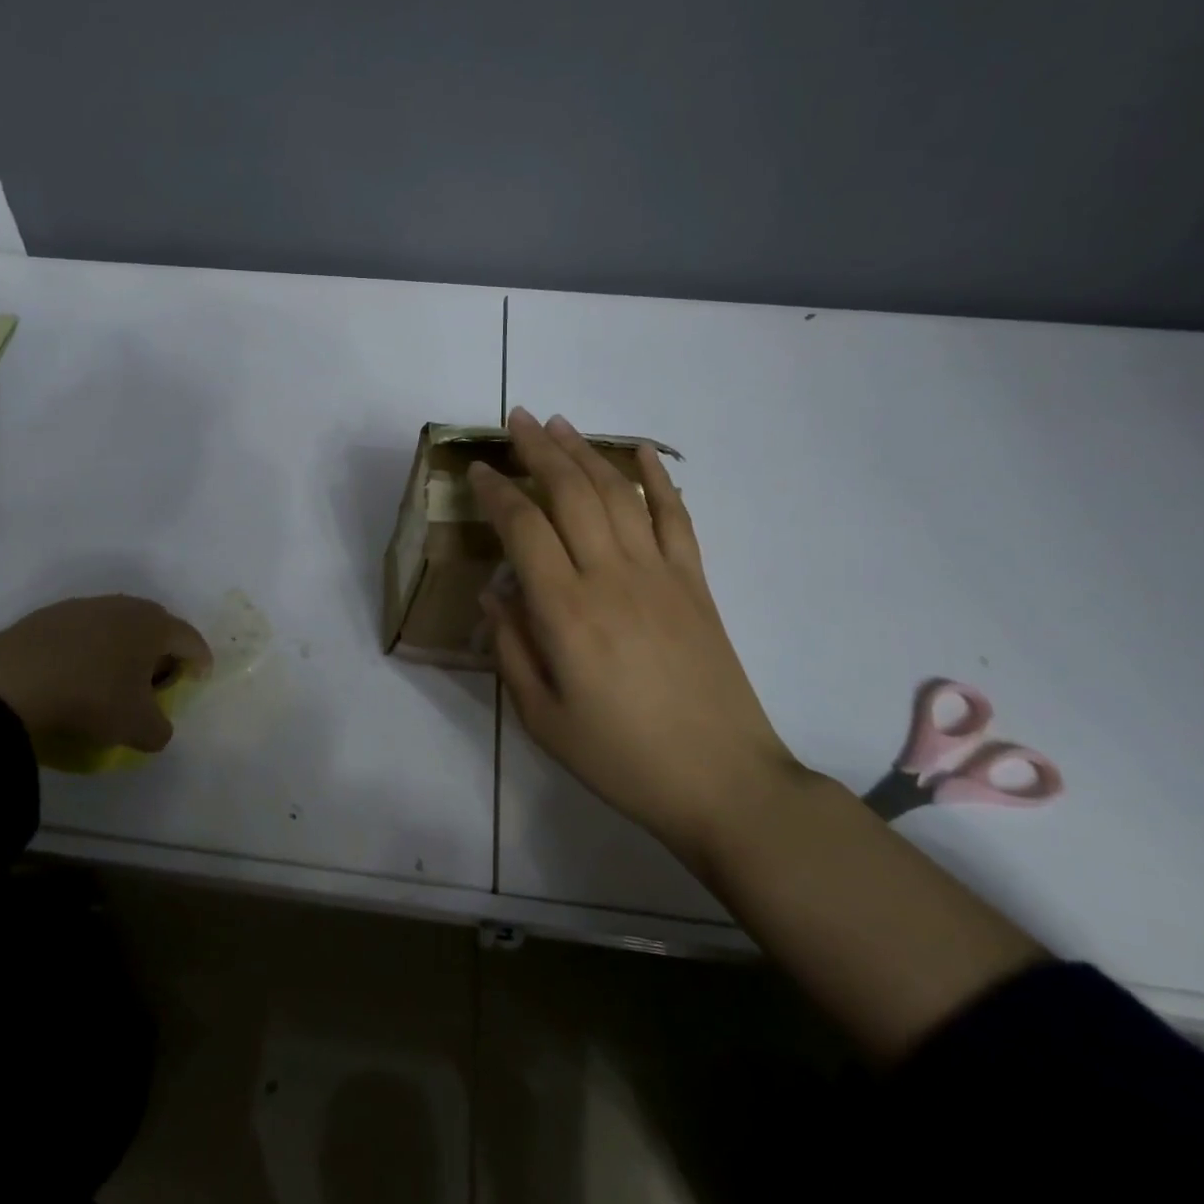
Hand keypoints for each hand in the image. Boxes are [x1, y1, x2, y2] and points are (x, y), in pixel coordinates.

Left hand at [0, 595, 210, 753]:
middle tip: (158, 680)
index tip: (198, 680)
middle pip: (157, 626)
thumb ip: (160, 730)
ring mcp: (86, 606)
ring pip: (119, 625)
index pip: (191, 639)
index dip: (201, 661)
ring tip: (115, 677)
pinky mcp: (51, 615)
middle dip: (163, 652)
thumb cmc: (92, 697)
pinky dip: (91, 648)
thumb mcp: (136, 727)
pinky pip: (85, 631)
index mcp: (155, 626)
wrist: (12, 680)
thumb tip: (158, 728)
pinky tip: (77, 673)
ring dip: (125, 648)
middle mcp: (126, 606)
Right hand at [469, 408, 804, 862]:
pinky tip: (638, 453)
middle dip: (539, 451)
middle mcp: (611, 577)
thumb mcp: (543, 717)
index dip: (497, 492)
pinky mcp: (695, 583)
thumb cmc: (621, 757)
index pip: (524, 529)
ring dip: (585, 453)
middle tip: (516, 420)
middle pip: (571, 493)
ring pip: (617, 494)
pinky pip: (675, 517)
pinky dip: (657, 479)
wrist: (724, 783)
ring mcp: (660, 574)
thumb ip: (511, 649)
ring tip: (559, 424)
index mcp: (566, 612)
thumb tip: (495, 592)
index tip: (478, 470)